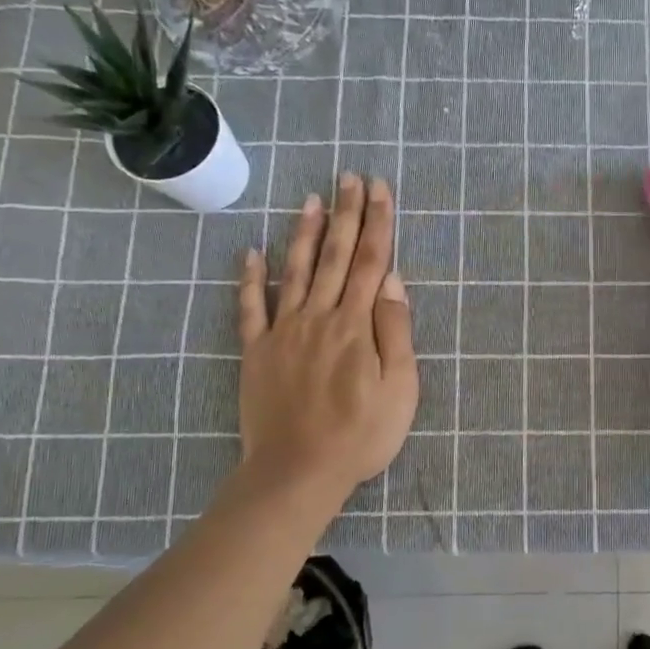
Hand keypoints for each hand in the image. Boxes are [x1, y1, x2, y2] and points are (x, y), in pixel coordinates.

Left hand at [235, 172, 417, 504]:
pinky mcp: (257, 352)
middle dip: (346, 214)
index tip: (380, 189)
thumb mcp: (400, 388)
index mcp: (357, 325)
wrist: (298, 471)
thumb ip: (395, 331)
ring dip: (305, 233)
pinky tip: (250, 253)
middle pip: (336, 256)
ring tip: (311, 199)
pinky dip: (249, 279)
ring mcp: (283, 331)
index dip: (378, 222)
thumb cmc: (361, 434)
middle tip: (349, 177)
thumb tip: (392, 281)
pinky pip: (250, 308)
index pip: (372, 262)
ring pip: (296, 271)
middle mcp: (319, 316)